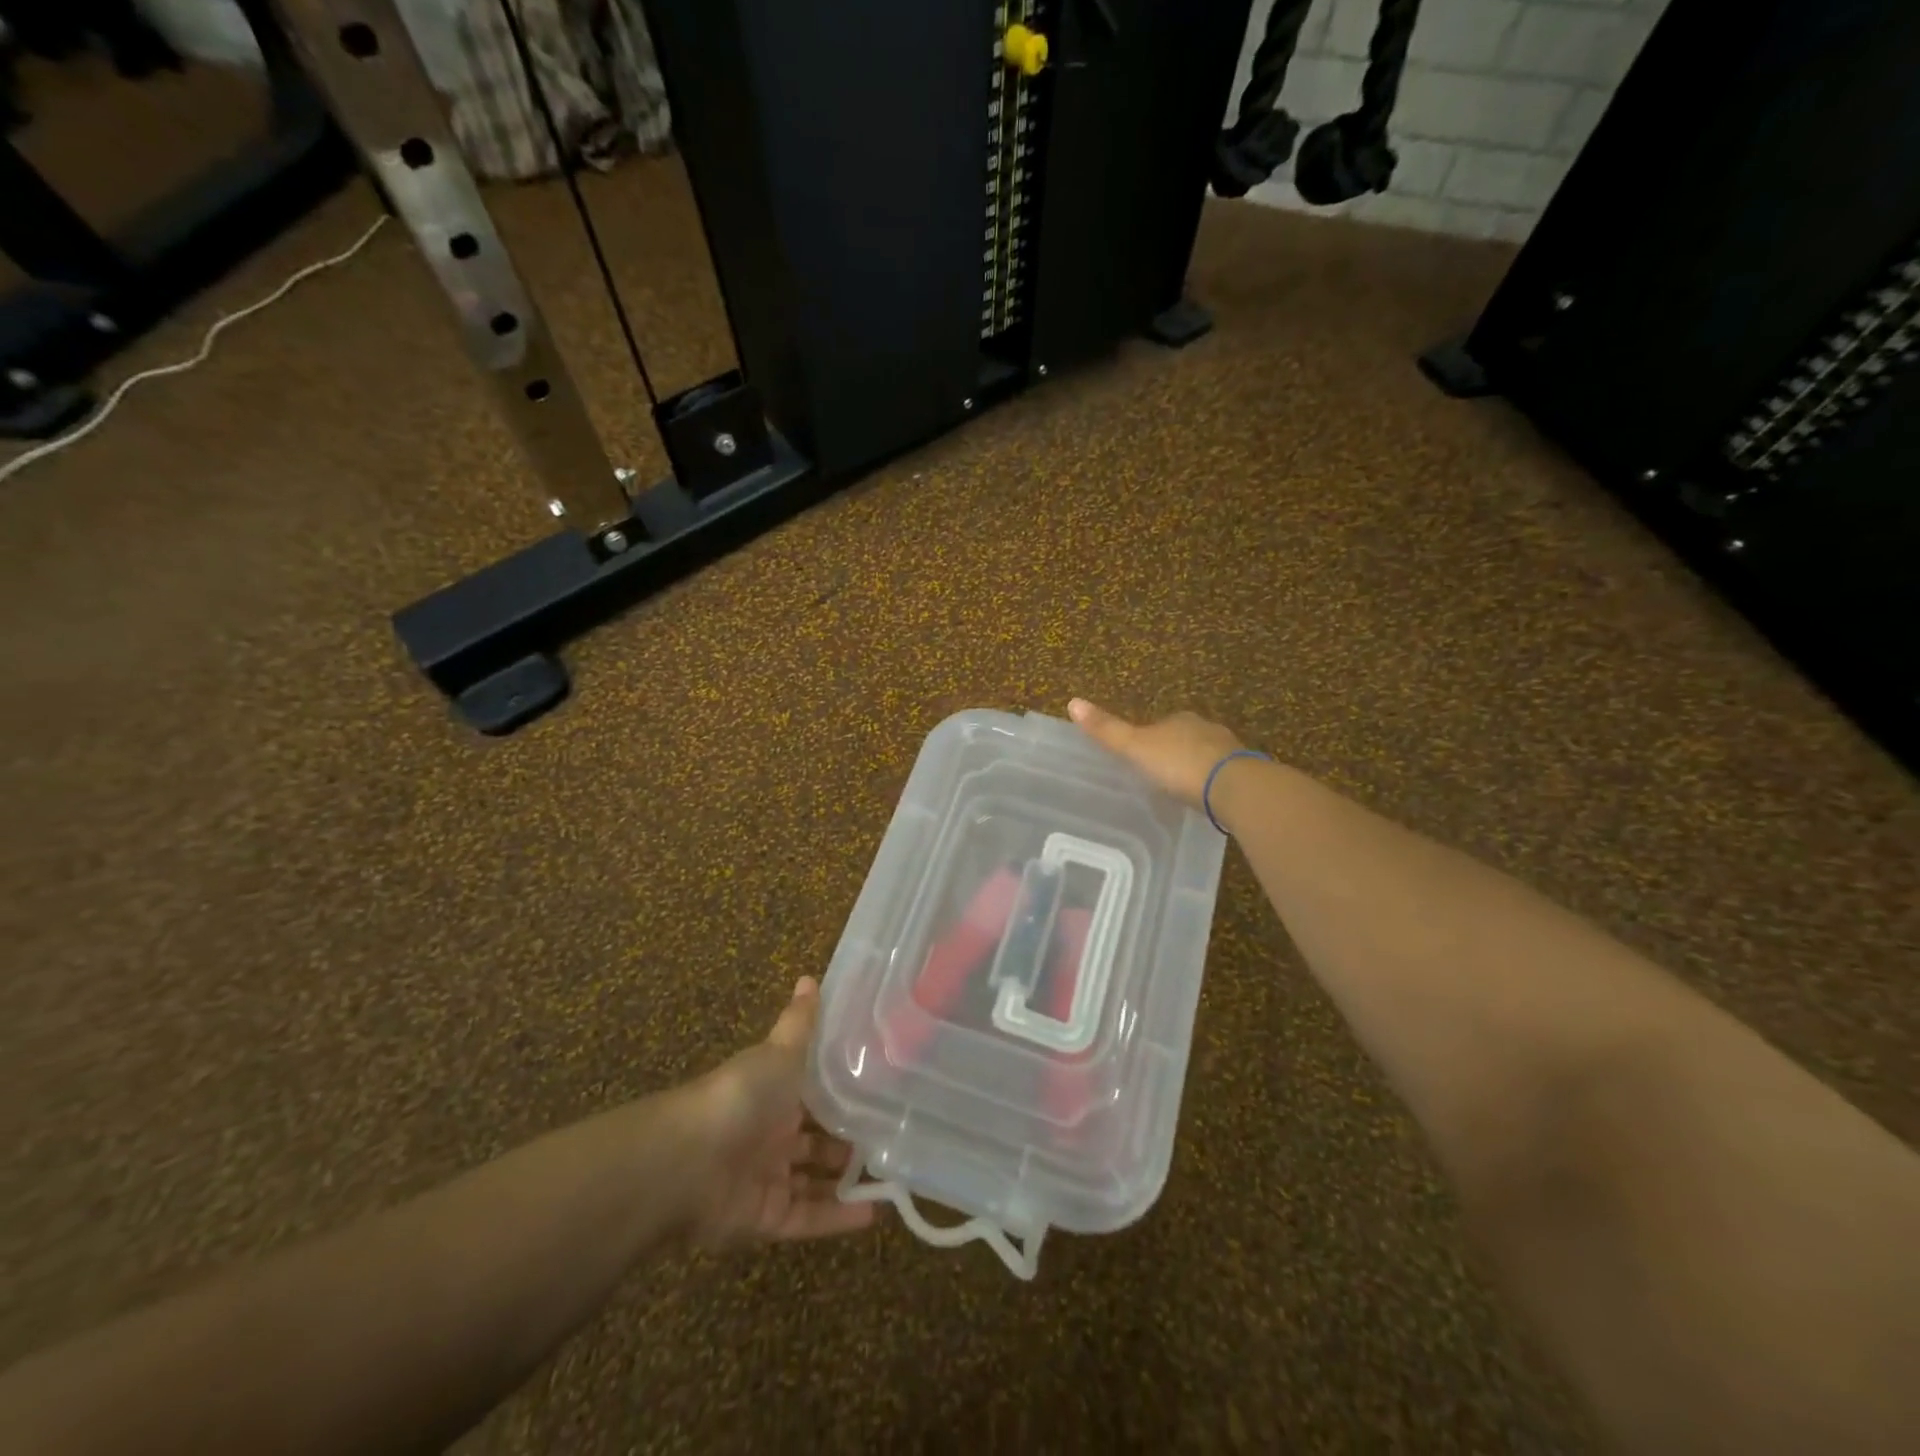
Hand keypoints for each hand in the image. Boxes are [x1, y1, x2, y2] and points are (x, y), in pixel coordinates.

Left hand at [684, 977, 876, 1247]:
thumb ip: (800, 1023)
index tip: (879, 1092)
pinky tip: (876, 1215)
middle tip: (890, 1138)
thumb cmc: (741, 1095)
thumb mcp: (778, 1052)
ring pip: (813, 1181)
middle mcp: (770, 1135)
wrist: (690, 1159)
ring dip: (846, 1181)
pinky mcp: (766, 1218)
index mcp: (774, 1094)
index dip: (841, 1094)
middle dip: (847, 1141)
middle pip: (814, 1140)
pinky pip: (808, 1219)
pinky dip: (838, 1219)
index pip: (813, 1094)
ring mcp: (767, 1179)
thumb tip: (809, 977)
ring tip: (891, 1176)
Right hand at [1067, 698, 1245, 806]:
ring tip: (1182, 789)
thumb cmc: (1179, 765)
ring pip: (1206, 755)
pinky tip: (1206, 798)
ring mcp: (1228, 751)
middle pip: (1184, 738)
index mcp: (1179, 720)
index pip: (1160, 724)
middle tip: (1159, 775)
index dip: (1149, 738)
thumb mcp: (1135, 748)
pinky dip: (1212, 783)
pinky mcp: (1244, 774)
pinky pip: (1222, 776)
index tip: (1140, 757)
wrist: (1233, 787)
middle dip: (1173, 752)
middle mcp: (1206, 729)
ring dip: (1195, 767)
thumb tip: (1072, 701)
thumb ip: (1107, 730)